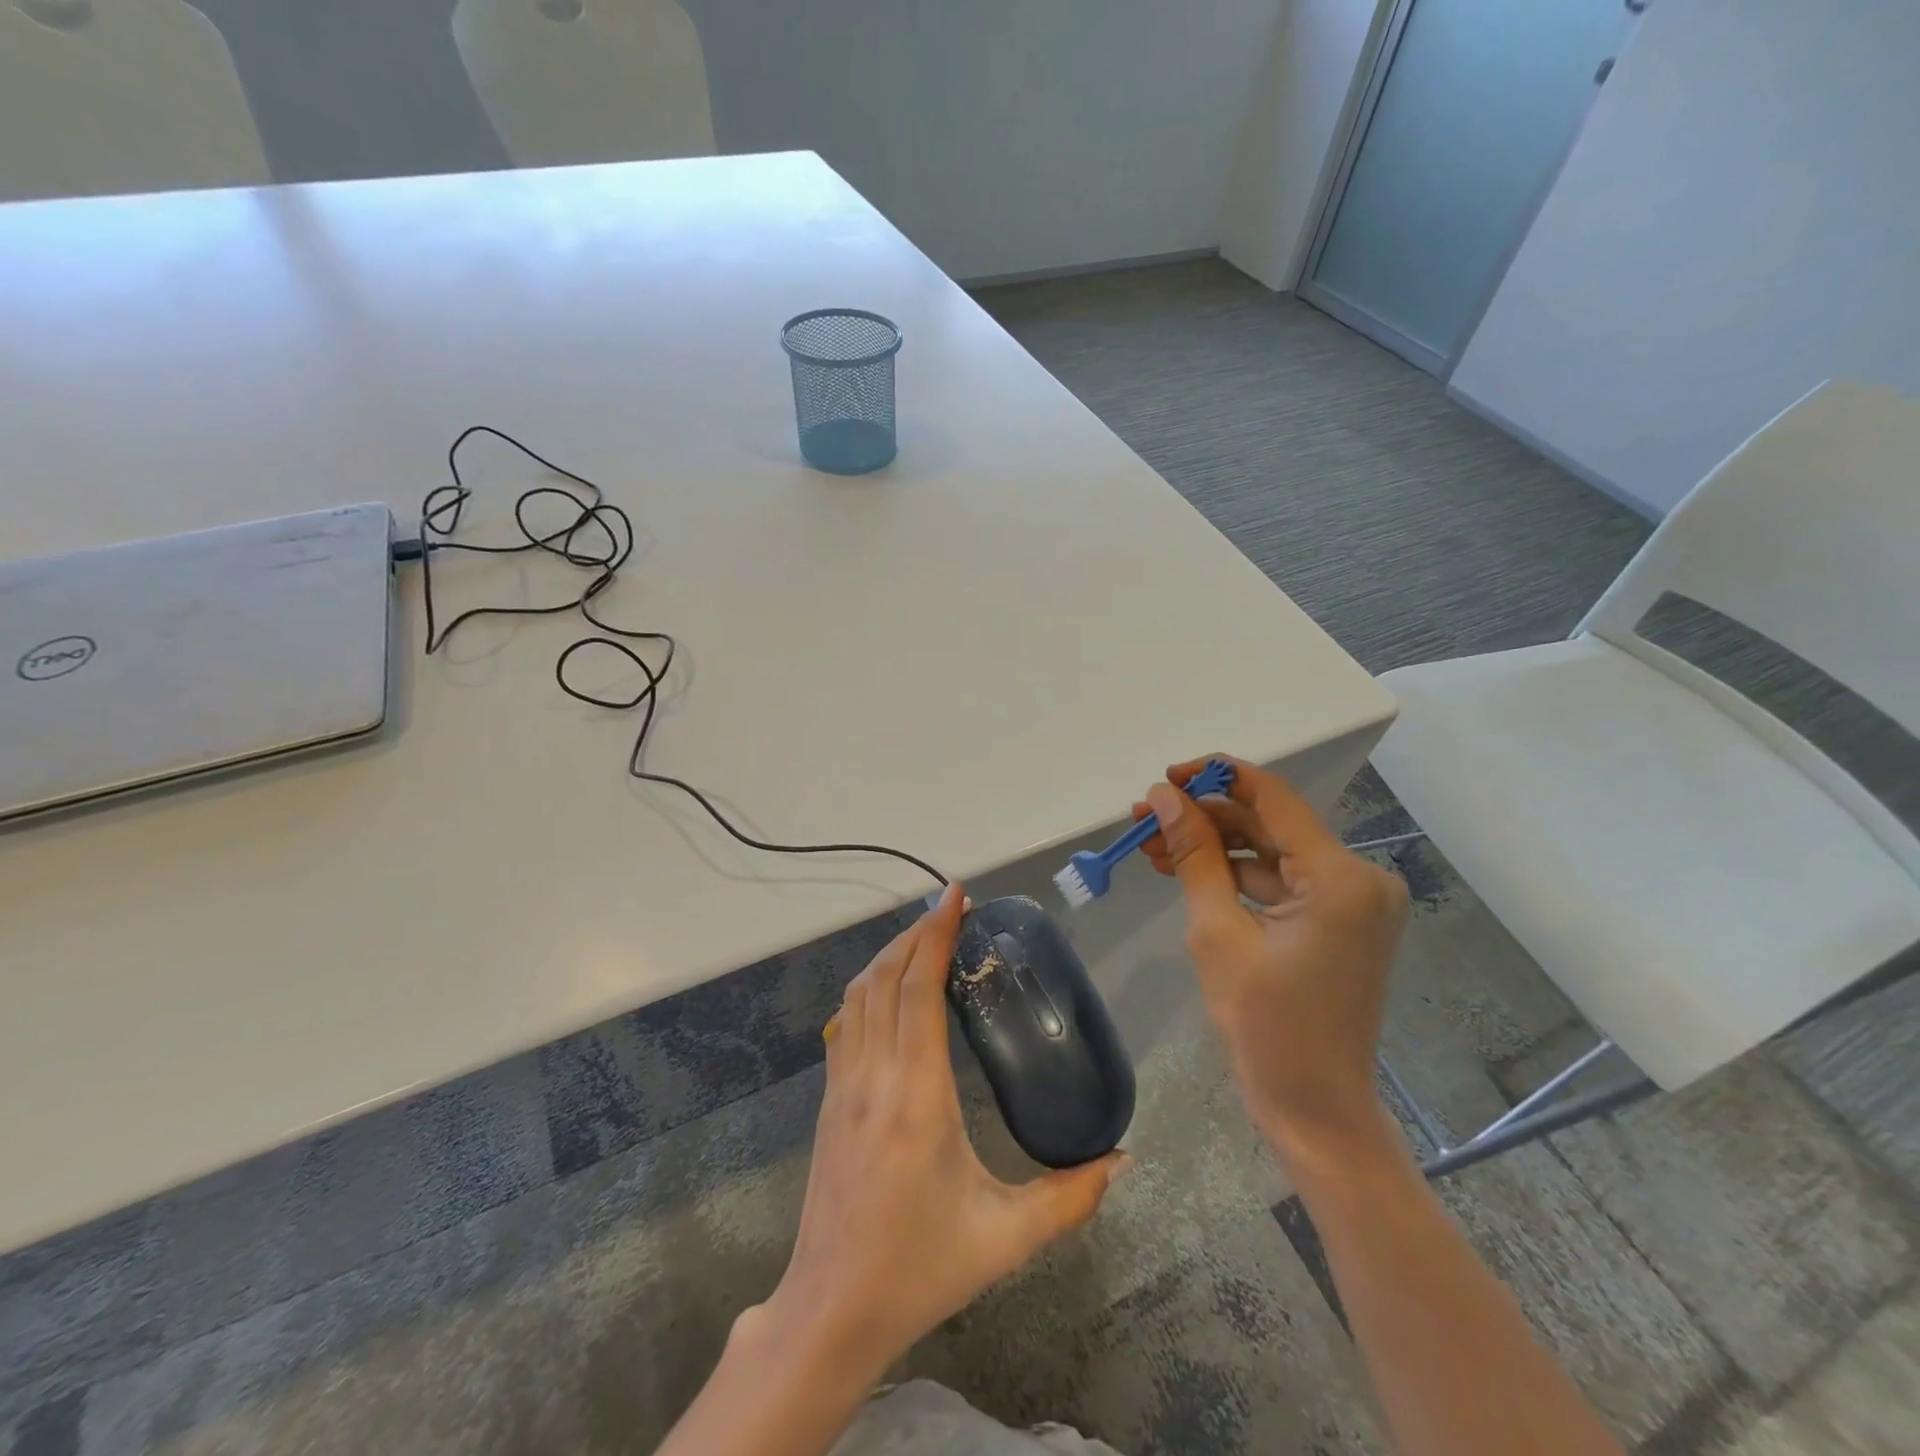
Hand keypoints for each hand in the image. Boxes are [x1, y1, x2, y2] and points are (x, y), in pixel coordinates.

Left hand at [753, 881, 1128, 1380]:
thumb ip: (1070, 1198)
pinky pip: (846, 1021)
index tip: (956, 896)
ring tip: (923, 937)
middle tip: (950, 909)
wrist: (831, 1310)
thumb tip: (1123, 1160)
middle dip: (916, 933)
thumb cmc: (921, 1268)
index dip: (935, 934)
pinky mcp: (828, 1099)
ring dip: (889, 955)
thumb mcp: (1006, 1237)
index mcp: (917, 1095)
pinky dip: (869, 987)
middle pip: (886, 977)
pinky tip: (889, 989)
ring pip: (859, 994)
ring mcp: (842, 1085)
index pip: (919, 988)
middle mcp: (873, 1075)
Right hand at [1133, 755, 1408, 1163]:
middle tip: (1144, 818)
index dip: (1214, 777)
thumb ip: (1193, 856)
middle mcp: (1358, 877)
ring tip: (1153, 846)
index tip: (1164, 779)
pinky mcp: (1340, 920)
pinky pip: (1281, 881)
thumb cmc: (1265, 1027)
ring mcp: (1353, 900)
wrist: (1316, 1108)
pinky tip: (1187, 873)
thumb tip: (1164, 798)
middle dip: (1204, 818)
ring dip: (1214, 847)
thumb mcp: (1217, 933)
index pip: (1271, 797)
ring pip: (1270, 852)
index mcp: (1339, 876)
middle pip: (1268, 824)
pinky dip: (1236, 876)